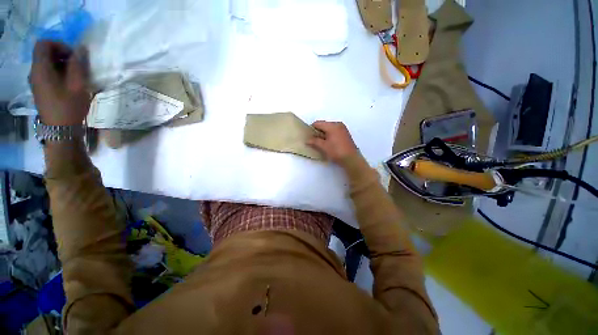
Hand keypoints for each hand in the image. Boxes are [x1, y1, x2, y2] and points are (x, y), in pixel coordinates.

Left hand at [30, 41, 90, 125]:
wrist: (60, 130)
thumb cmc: (69, 107)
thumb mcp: (78, 84)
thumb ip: (78, 64)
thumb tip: (80, 49)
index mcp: (41, 69)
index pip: (43, 44)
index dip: (59, 44)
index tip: (72, 55)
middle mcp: (34, 73)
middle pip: (44, 53)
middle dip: (61, 55)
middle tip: (76, 65)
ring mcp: (35, 82)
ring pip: (46, 64)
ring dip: (60, 65)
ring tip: (74, 75)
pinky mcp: (39, 89)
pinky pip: (46, 74)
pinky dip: (57, 73)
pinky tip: (68, 83)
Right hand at [308, 121, 357, 161]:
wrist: (351, 159)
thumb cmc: (336, 151)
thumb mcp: (323, 146)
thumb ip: (314, 141)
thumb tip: (308, 140)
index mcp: (332, 125)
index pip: (318, 123)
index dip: (312, 129)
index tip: (309, 136)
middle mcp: (338, 124)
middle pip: (324, 125)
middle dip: (318, 132)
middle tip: (314, 140)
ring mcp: (343, 129)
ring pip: (329, 128)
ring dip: (324, 134)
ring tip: (321, 143)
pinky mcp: (345, 134)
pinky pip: (334, 131)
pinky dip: (330, 135)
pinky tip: (328, 143)